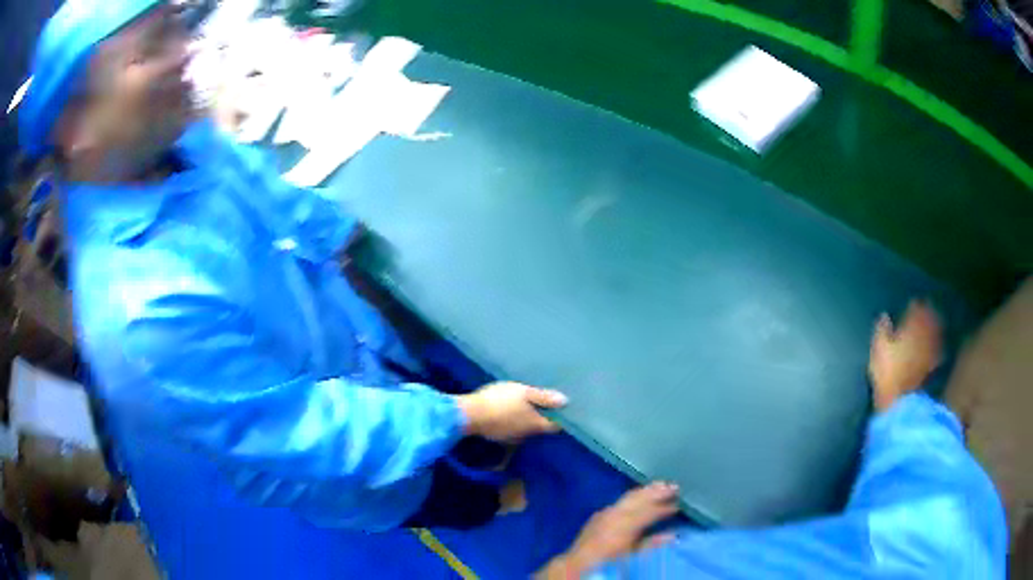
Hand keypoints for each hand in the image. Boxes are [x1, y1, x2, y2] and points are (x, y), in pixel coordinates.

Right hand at [456, 382, 566, 441]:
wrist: (469, 414)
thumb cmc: (500, 401)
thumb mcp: (523, 393)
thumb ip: (543, 397)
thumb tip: (565, 401)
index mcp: (536, 424)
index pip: (555, 425)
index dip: (559, 417)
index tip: (560, 409)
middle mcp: (526, 435)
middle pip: (539, 427)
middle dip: (541, 416)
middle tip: (540, 403)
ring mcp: (511, 438)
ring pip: (524, 429)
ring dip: (525, 420)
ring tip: (523, 406)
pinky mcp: (497, 436)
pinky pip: (510, 429)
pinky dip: (511, 422)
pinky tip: (506, 412)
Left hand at [538, 483, 679, 577]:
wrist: (577, 566)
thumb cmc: (609, 562)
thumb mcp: (633, 555)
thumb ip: (652, 543)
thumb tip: (672, 535)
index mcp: (624, 525)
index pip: (649, 511)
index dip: (664, 507)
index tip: (678, 504)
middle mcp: (614, 514)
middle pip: (639, 498)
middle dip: (656, 492)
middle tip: (674, 486)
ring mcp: (605, 513)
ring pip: (629, 497)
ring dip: (645, 492)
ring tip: (661, 486)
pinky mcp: (599, 516)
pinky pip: (620, 502)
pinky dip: (633, 498)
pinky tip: (639, 497)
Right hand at [869, 300, 942, 412]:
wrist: (904, 403)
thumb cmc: (888, 375)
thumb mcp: (878, 351)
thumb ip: (882, 331)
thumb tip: (884, 316)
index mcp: (912, 326)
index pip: (917, 309)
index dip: (915, 305)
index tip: (913, 303)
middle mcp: (926, 333)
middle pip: (930, 318)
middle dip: (928, 314)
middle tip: (926, 310)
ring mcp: (933, 350)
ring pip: (936, 332)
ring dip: (935, 327)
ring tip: (932, 325)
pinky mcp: (936, 367)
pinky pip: (939, 349)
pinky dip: (938, 345)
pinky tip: (936, 346)